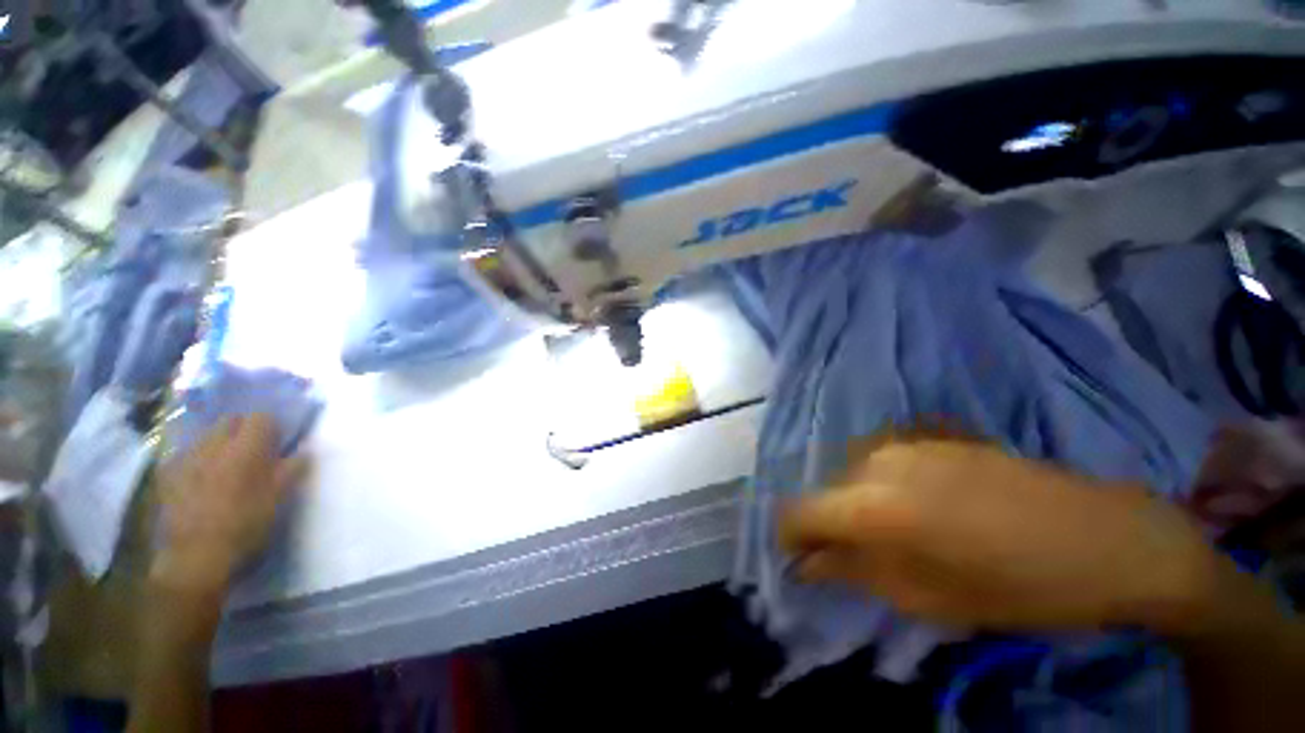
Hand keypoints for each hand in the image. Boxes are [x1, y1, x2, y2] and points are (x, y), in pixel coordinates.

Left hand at [152, 414, 308, 604]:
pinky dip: (197, 459)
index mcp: (246, 448)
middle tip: (252, 451)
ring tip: (225, 466)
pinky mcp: (167, 474)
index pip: (261, 417)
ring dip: (219, 443)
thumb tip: (306, 450)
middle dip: (242, 429)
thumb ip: (293, 470)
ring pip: (206, 436)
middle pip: (230, 420)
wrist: (195, 556)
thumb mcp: (279, 500)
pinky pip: (185, 455)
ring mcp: (186, 458)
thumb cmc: (245, 525)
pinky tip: (199, 479)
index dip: (272, 426)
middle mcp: (214, 445)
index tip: (277, 441)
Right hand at [778, 437, 1222, 634]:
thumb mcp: (930, 598)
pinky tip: (926, 505)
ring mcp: (905, 441)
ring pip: (852, 473)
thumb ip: (855, 573)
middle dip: (832, 525)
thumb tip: (805, 564)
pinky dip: (884, 485)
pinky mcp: (930, 433)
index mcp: (874, 506)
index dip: (791, 538)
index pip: (798, 512)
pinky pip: (882, 459)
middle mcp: (877, 461)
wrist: (1108, 538)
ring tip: (902, 531)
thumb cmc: (1020, 587)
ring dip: (859, 503)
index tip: (802, 560)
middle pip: (825, 491)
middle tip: (865, 557)